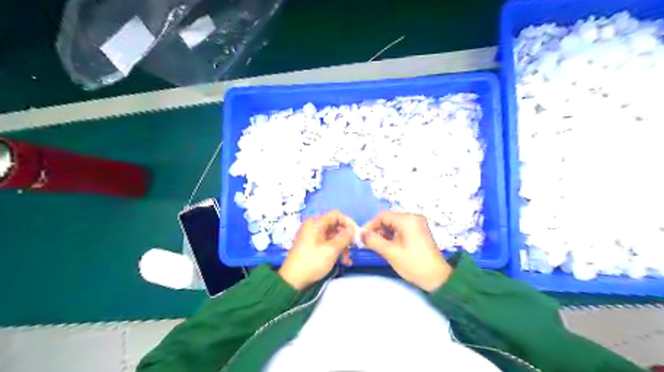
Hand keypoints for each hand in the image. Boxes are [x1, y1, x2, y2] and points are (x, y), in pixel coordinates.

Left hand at [278, 209, 354, 289]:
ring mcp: (312, 236)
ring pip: (333, 236)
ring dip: (342, 247)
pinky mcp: (312, 245)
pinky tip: (342, 262)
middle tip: (354, 249)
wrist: (292, 280)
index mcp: (315, 223)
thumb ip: (344, 237)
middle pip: (335, 226)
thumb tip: (353, 229)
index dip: (348, 222)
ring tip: (347, 260)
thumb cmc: (312, 262)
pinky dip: (335, 250)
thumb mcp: (331, 250)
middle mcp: (313, 226)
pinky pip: (327, 243)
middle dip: (346, 238)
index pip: (336, 215)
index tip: (357, 234)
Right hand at [362, 210, 453, 291]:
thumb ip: (373, 241)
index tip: (361, 237)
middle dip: (376, 230)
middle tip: (367, 243)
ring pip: (394, 225)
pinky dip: (392, 236)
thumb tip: (360, 234)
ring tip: (375, 246)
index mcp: (407, 219)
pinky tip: (386, 246)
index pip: (382, 216)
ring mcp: (417, 225)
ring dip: (384, 234)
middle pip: (388, 219)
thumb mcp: (390, 252)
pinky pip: (401, 229)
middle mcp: (413, 218)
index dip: (370, 225)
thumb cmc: (413, 264)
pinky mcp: (419, 232)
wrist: (437, 278)